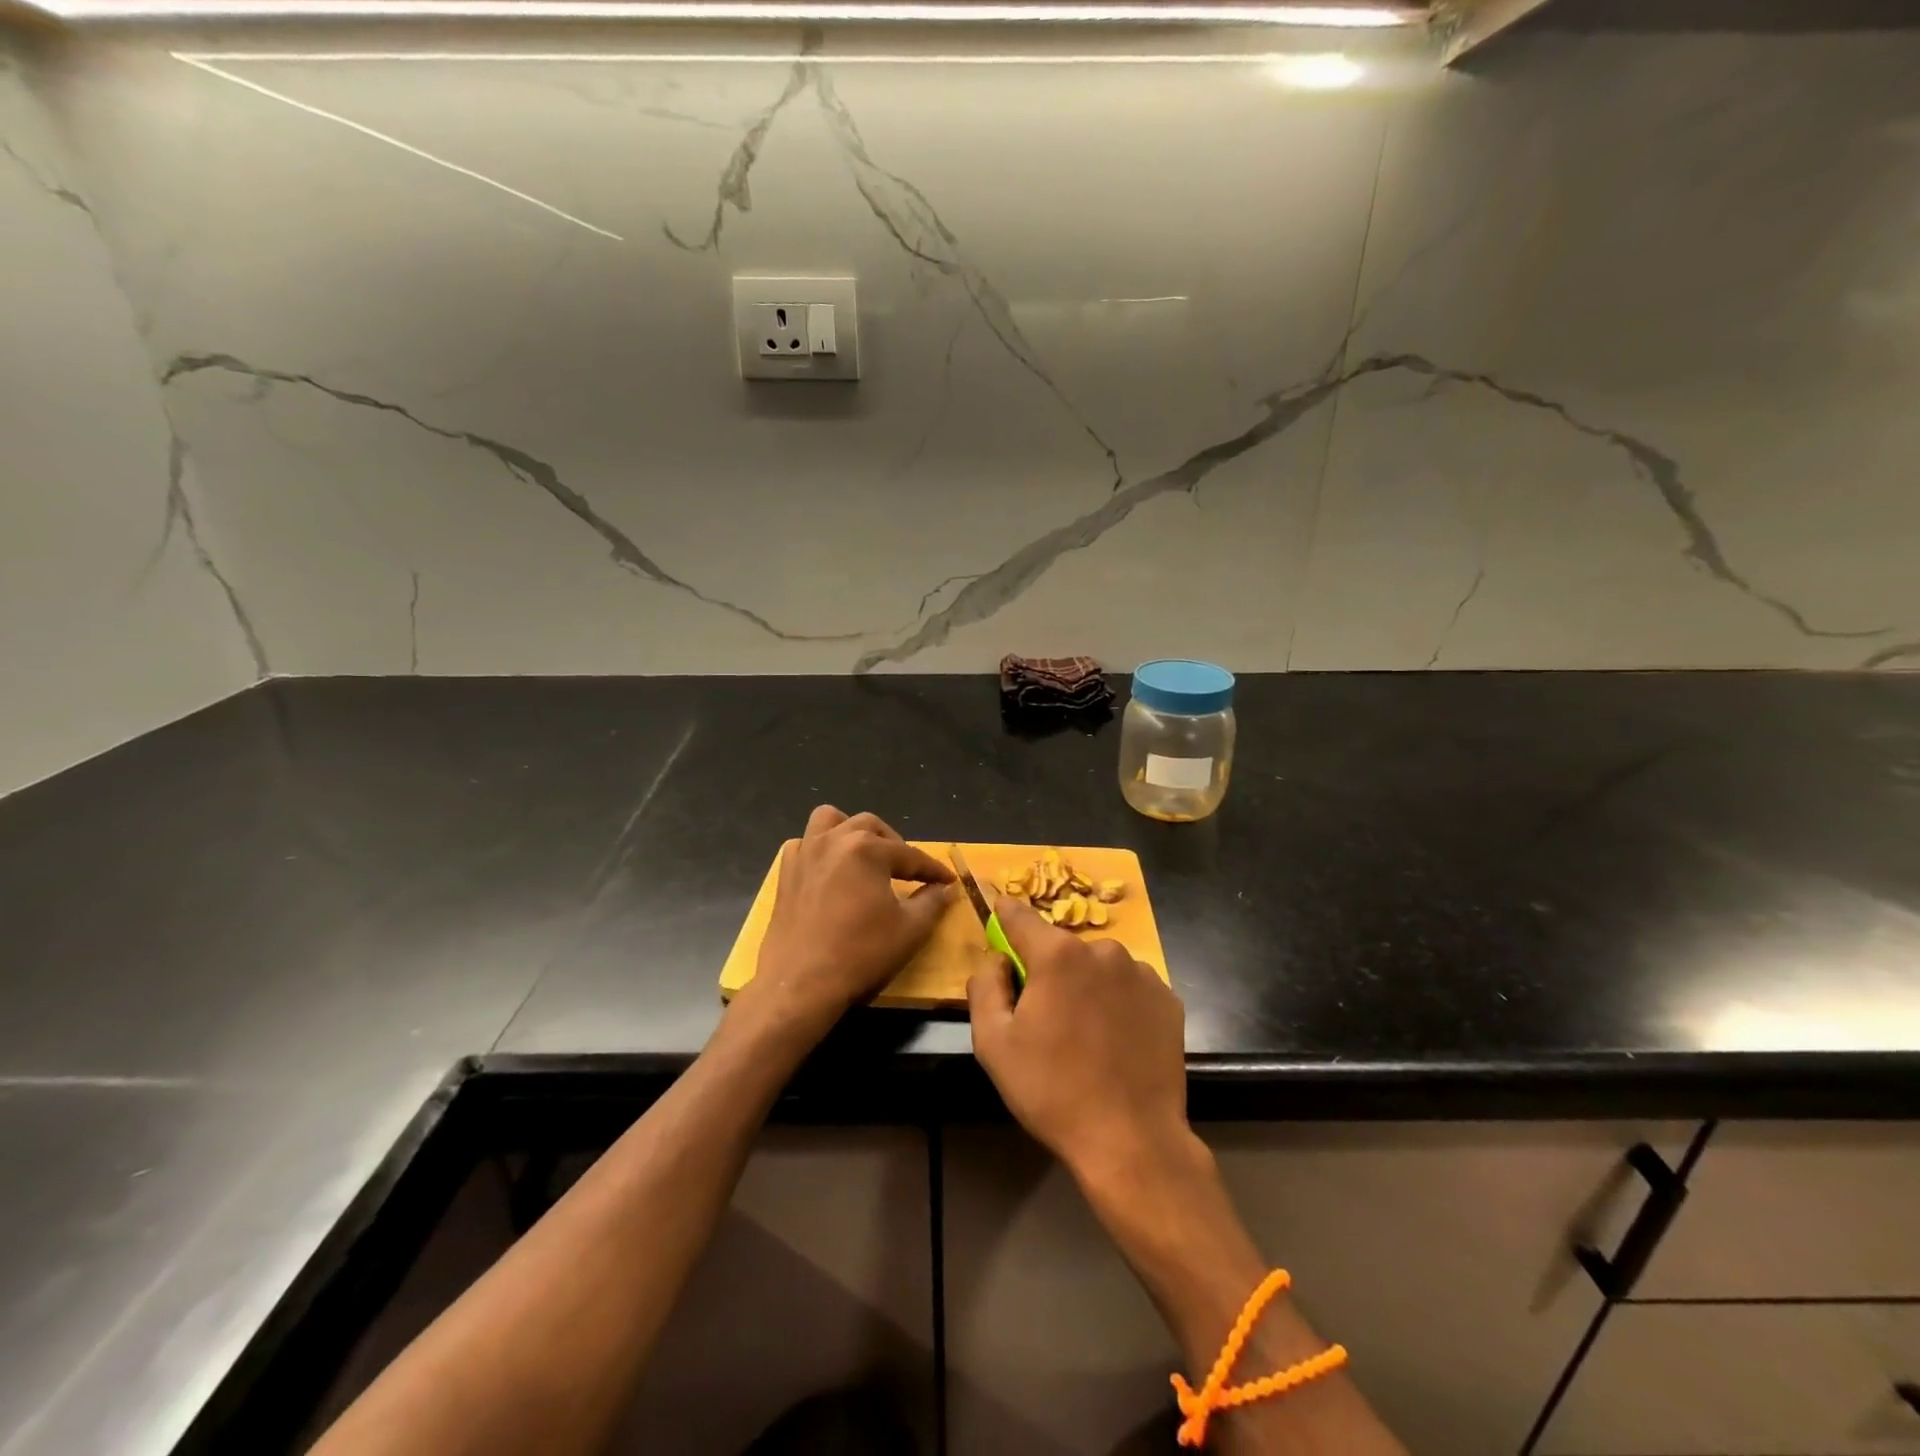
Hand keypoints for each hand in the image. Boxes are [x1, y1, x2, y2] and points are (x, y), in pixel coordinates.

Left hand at [741, 806, 953, 1036]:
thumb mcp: (910, 929)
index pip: (910, 855)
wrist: (801, 984)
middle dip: (894, 845)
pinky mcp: (785, 873)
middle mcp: (834, 840)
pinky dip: (819, 849)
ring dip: (851, 831)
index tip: (948, 881)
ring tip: (864, 856)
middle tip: (907, 871)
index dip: (933, 870)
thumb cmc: (861, 953)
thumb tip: (946, 888)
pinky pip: (804, 844)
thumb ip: (933, 902)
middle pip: (872, 827)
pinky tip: (829, 871)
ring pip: (830, 820)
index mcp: (867, 848)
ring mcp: (805, 853)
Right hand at [968, 896, 1193, 1189]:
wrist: (1132, 1141)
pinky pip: (1129, 987)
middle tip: (1044, 1014)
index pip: (1021, 916)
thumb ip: (984, 986)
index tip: (996, 911)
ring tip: (1084, 1034)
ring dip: (1085, 984)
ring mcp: (1141, 973)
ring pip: (1098, 966)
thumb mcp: (993, 1043)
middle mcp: (1103, 950)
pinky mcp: (1168, 999)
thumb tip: (996, 958)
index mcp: (1058, 954)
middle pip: (1062, 946)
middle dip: (1048, 968)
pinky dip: (1117, 1002)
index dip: (1004, 914)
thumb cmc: (1052, 1091)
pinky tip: (1115, 1040)